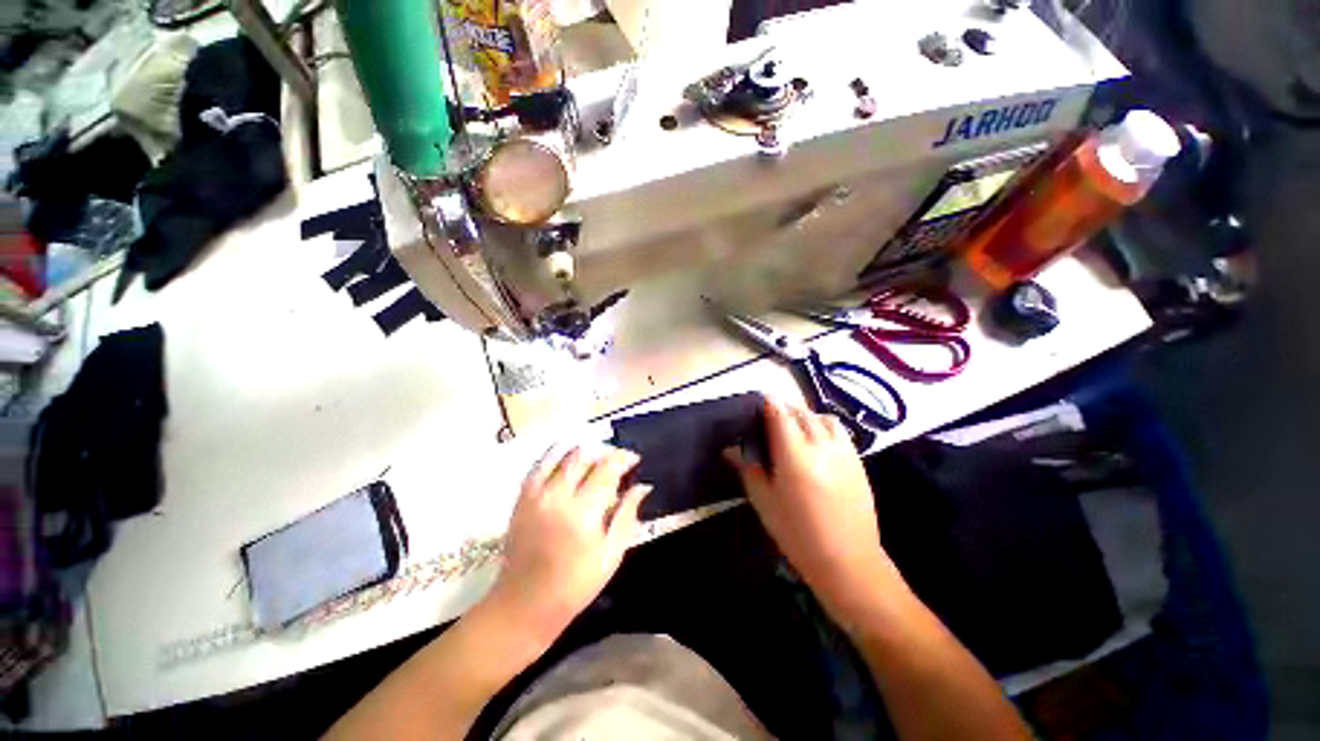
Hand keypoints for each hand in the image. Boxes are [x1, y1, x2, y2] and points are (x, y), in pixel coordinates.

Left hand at [487, 444, 650, 643]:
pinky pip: (539, 464)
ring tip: (594, 457)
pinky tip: (566, 456)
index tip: (634, 458)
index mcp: (583, 513)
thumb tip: (643, 486)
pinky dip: (555, 454)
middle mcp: (558, 497)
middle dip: (604, 452)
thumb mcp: (611, 554)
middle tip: (616, 460)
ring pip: (561, 455)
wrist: (524, 604)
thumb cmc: (575, 585)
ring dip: (582, 450)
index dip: (623, 458)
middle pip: (584, 457)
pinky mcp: (522, 498)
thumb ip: (627, 515)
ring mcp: (536, 495)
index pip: (606, 469)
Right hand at [725, 397, 899, 622]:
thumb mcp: (763, 500)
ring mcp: (843, 451)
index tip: (757, 402)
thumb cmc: (796, 533)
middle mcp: (821, 445)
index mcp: (794, 454)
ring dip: (805, 415)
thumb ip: (747, 467)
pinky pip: (839, 431)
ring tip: (794, 428)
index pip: (779, 413)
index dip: (767, 403)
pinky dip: (823, 426)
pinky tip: (816, 443)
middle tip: (770, 418)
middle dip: (783, 409)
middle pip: (800, 412)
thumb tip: (730, 448)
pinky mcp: (857, 460)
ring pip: (822, 417)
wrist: (848, 560)